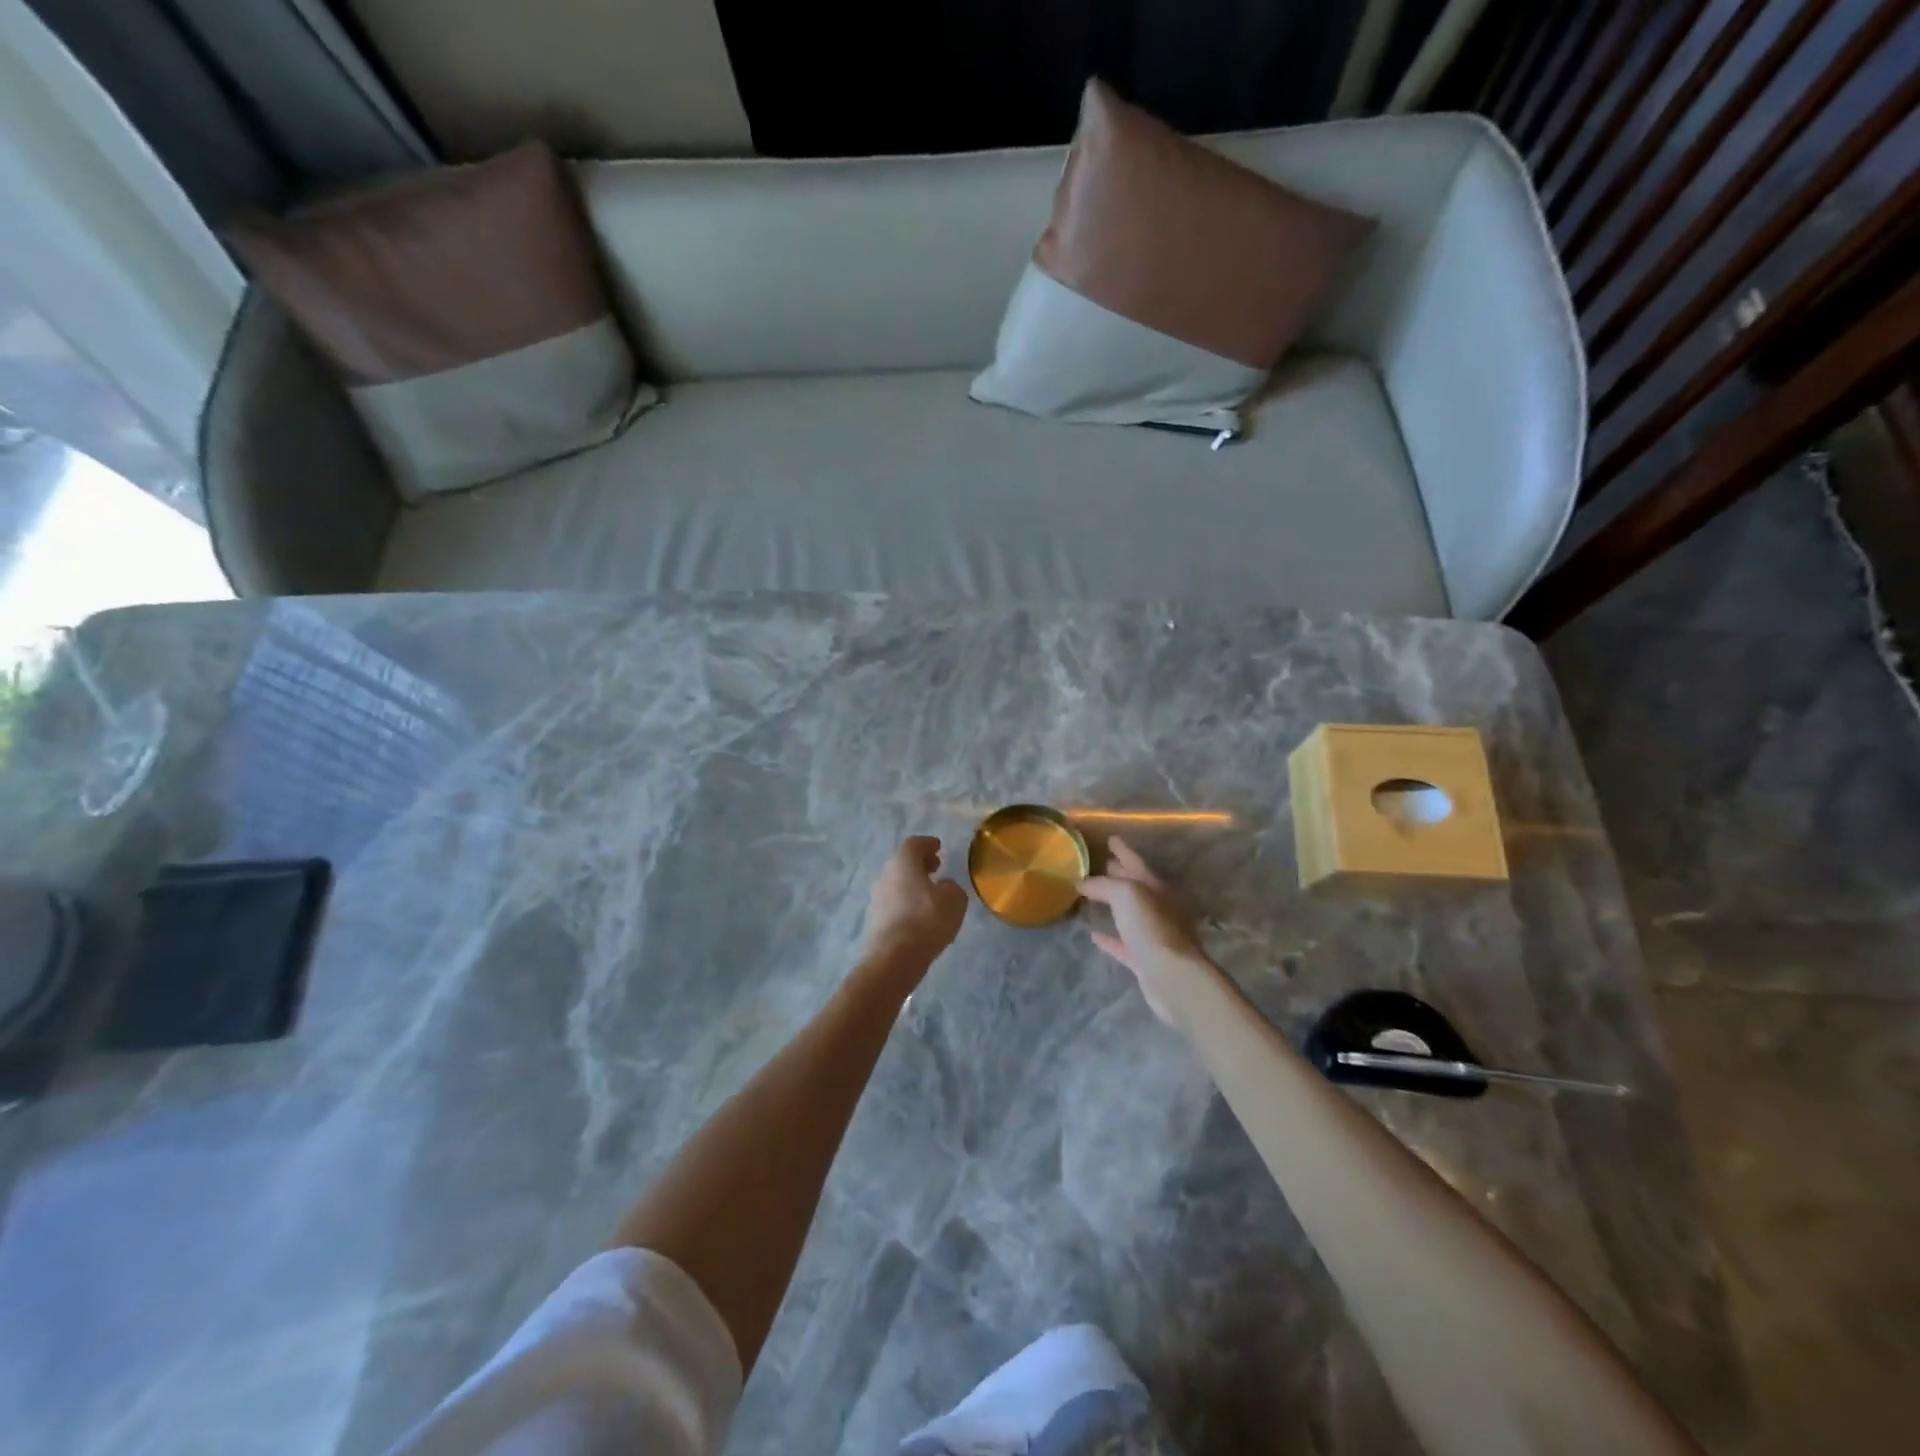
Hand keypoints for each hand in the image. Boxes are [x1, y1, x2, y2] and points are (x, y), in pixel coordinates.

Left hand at [863, 836, 968, 973]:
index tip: (938, 847)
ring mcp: (877, 898)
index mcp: (903, 862)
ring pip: (898, 883)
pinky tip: (920, 915)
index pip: (914, 844)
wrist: (894, 958)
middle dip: (920, 864)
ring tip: (931, 894)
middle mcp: (886, 875)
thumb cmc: (927, 919)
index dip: (928, 844)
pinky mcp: (875, 920)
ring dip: (913, 884)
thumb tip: (944, 887)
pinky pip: (894, 903)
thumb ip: (952, 887)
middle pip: (903, 863)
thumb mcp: (954, 899)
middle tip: (936, 868)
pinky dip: (907, 903)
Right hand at [1080, 837, 1219, 1026]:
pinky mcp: (1145, 961)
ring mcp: (1153, 935)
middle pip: (1134, 886)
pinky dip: (1109, 938)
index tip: (1110, 839)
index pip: (1136, 862)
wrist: (1173, 977)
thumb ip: (1104, 885)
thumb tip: (1083, 883)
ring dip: (1112, 905)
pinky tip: (1094, 935)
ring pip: (1129, 915)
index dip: (1123, 850)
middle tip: (1100, 864)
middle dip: (1118, 874)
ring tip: (1091, 896)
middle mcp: (1158, 908)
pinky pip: (1123, 944)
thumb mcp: (1127, 895)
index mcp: (1156, 888)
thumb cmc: (1152, 928)